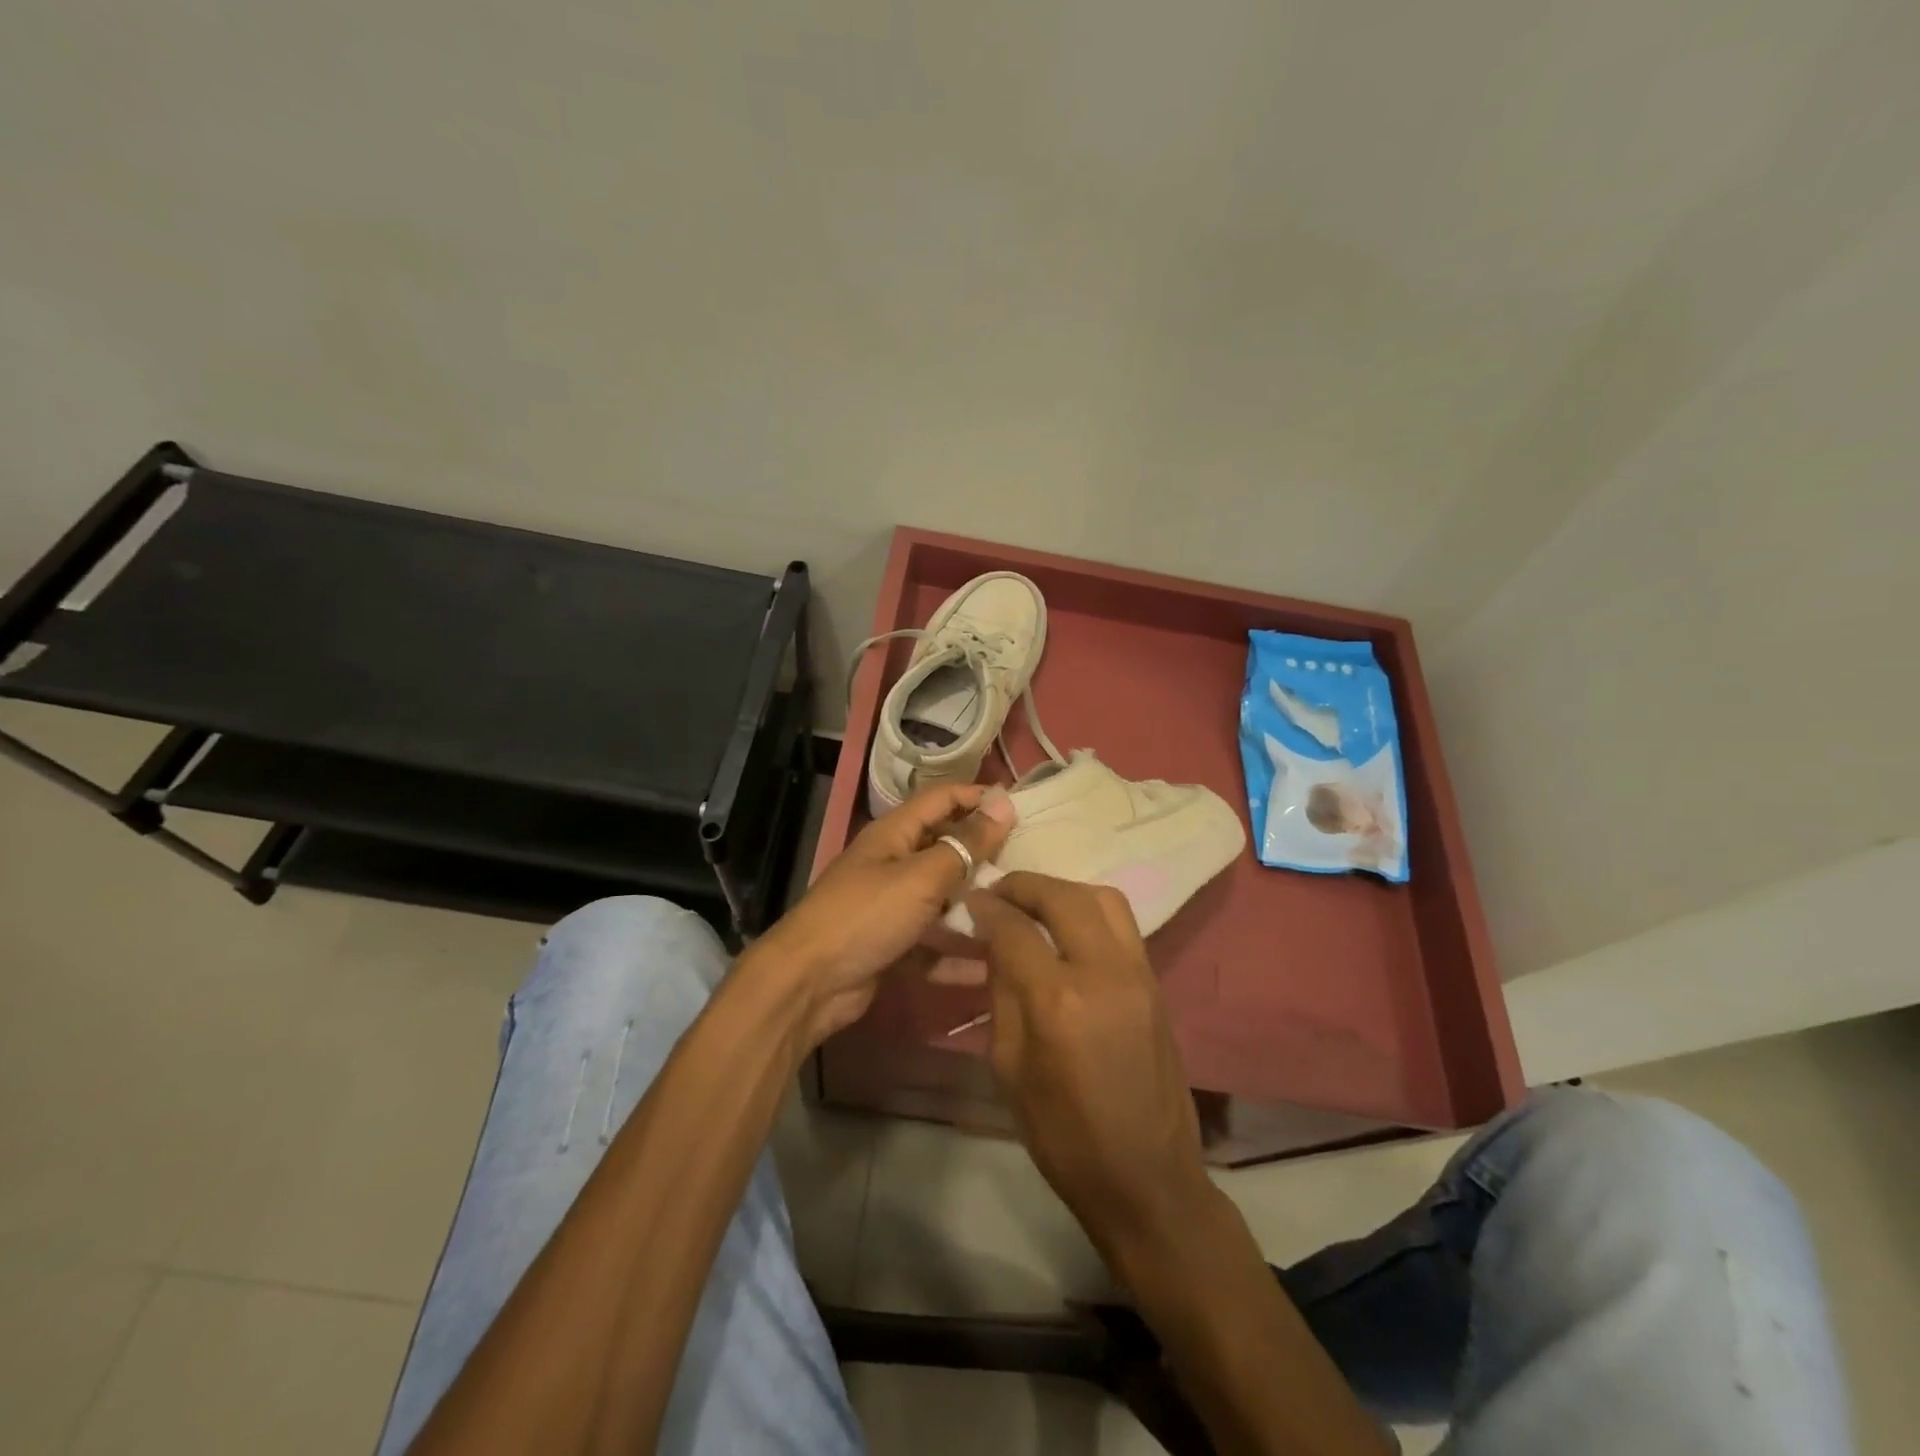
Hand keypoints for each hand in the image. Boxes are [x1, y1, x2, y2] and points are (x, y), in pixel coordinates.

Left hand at [754, 784, 1015, 1047]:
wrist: (809, 983)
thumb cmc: (867, 915)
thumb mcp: (921, 876)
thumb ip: (965, 844)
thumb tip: (1003, 804)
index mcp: (894, 834)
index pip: (940, 799)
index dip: (976, 797)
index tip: (1019, 808)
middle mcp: (892, 863)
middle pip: (944, 849)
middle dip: (982, 855)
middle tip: (1028, 865)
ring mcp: (891, 906)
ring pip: (941, 899)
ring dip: (974, 907)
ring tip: (1019, 914)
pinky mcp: (892, 945)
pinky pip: (932, 944)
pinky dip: (956, 953)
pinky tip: (992, 966)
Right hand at [967, 873, 1215, 1259]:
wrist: (1147, 1178)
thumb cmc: (1064, 1136)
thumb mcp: (1010, 1068)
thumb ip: (1003, 994)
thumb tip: (997, 943)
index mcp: (1058, 1001)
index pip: (1015, 928)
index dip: (988, 908)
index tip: (970, 901)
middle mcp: (1104, 972)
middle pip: (1062, 897)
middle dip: (1024, 886)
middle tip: (999, 893)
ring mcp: (1139, 974)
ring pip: (1102, 899)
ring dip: (1062, 891)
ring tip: (1035, 905)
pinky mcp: (1157, 983)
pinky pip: (1122, 924)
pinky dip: (1090, 911)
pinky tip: (1068, 929)